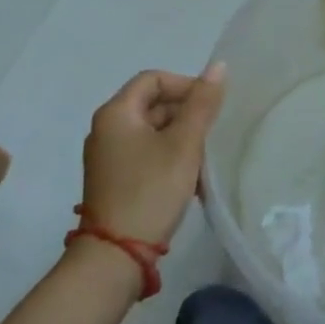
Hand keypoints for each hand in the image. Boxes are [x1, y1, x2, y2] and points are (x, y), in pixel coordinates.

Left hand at [80, 64, 226, 248]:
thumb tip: (218, 66)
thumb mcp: (184, 144)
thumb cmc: (151, 190)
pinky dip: (168, 158)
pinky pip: (145, 154)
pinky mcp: (113, 180)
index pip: (154, 79)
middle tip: (211, 135)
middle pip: (152, 105)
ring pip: (152, 132)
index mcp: (116, 113)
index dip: (185, 85)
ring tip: (203, 161)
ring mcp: (107, 157)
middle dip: (186, 115)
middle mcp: (106, 129)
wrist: (116, 257)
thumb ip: (202, 104)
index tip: (210, 107)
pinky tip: (188, 180)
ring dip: (181, 139)